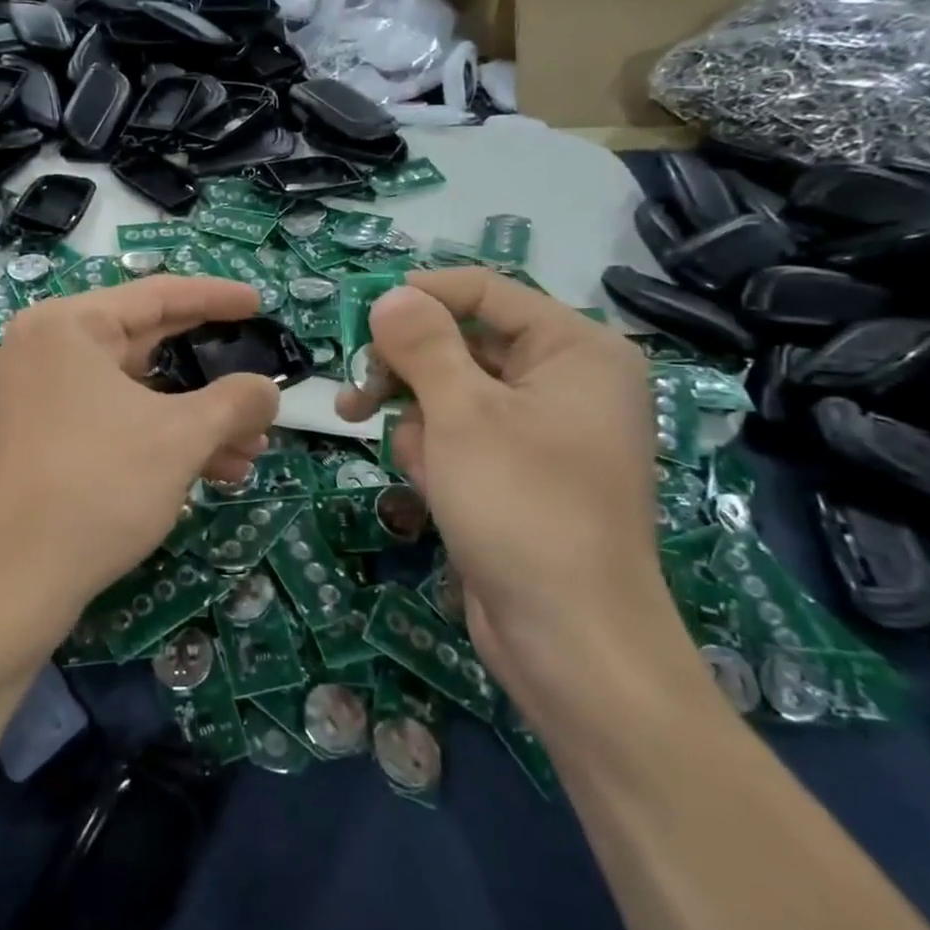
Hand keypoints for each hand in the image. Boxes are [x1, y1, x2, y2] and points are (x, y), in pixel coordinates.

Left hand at [0, 276, 280, 642]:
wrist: (10, 582)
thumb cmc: (98, 486)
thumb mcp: (180, 438)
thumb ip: (235, 402)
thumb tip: (268, 390)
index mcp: (68, 325)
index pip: (157, 294)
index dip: (216, 298)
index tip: (258, 303)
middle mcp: (43, 349)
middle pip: (144, 345)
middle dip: (210, 377)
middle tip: (258, 386)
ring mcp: (32, 396)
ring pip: (130, 393)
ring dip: (192, 420)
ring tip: (249, 451)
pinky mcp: (33, 439)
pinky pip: (107, 421)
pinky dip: (155, 438)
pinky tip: (208, 472)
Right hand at [337, 269, 700, 729]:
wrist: (569, 639)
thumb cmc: (521, 506)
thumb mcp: (461, 413)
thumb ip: (422, 343)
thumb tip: (391, 295)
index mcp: (573, 349)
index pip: (484, 290)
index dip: (418, 296)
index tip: (357, 317)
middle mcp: (564, 380)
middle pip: (462, 342)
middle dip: (408, 370)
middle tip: (355, 394)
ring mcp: (541, 429)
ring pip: (451, 393)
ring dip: (418, 422)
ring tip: (421, 465)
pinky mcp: (518, 471)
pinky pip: (461, 436)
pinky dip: (435, 454)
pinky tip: (434, 488)